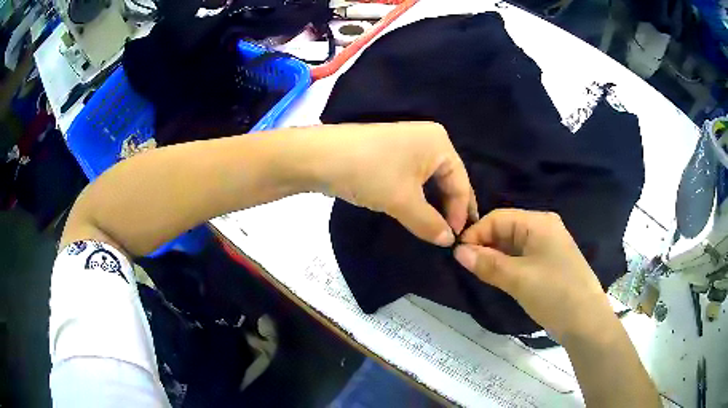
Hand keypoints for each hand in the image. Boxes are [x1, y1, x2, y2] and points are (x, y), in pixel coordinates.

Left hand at [309, 122, 476, 245]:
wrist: (320, 157)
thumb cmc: (370, 173)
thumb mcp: (403, 201)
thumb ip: (430, 224)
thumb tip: (448, 241)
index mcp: (440, 143)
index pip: (461, 183)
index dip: (460, 213)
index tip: (455, 240)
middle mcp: (428, 140)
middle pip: (448, 180)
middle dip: (450, 208)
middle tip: (451, 236)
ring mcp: (408, 145)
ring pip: (430, 181)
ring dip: (434, 205)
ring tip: (437, 230)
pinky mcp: (391, 154)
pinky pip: (414, 179)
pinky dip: (418, 198)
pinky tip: (419, 214)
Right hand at [453, 209, 612, 341]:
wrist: (586, 321)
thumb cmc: (554, 293)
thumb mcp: (518, 279)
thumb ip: (487, 263)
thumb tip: (458, 252)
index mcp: (538, 222)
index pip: (498, 218)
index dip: (476, 233)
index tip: (458, 256)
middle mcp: (544, 228)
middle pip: (506, 229)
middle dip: (485, 245)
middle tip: (467, 267)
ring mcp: (548, 245)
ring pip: (513, 244)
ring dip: (495, 257)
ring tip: (479, 273)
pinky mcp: (549, 262)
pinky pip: (522, 256)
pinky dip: (507, 265)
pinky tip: (499, 277)